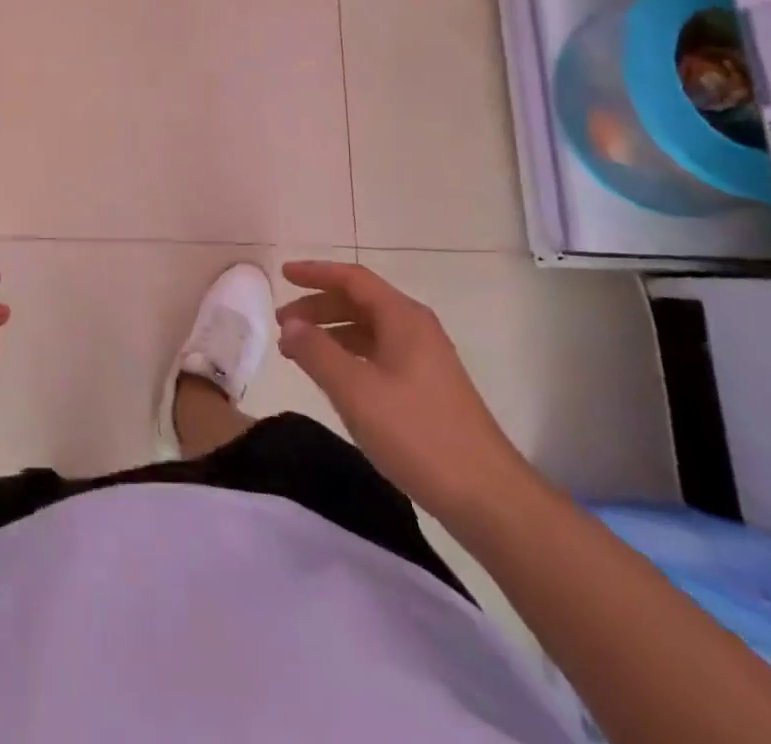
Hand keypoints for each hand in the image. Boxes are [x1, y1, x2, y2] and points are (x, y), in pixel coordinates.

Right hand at [277, 260, 534, 523]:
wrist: (488, 497)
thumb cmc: (418, 435)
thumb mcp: (356, 391)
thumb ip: (317, 352)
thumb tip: (291, 325)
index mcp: (403, 318)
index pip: (352, 279)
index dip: (315, 273)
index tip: (283, 275)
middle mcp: (416, 329)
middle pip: (359, 302)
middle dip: (318, 307)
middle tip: (282, 322)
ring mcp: (425, 359)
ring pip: (368, 330)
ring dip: (331, 333)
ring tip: (298, 351)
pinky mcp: (428, 388)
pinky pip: (378, 354)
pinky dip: (348, 355)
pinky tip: (333, 378)